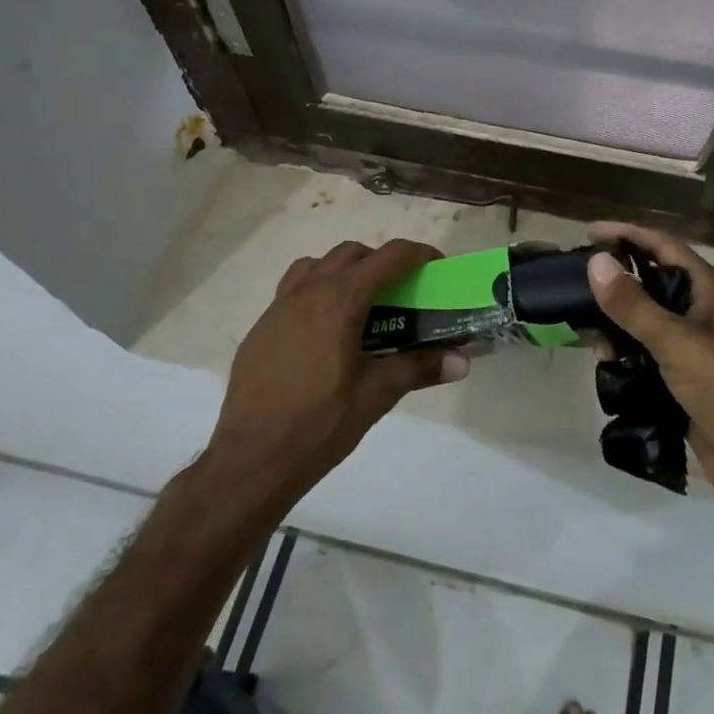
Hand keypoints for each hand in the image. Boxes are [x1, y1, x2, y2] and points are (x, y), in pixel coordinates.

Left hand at [210, 239, 468, 496]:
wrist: (250, 460)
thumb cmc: (319, 423)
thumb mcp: (376, 395)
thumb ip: (419, 368)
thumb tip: (463, 362)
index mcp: (340, 300)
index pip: (388, 257)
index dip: (418, 254)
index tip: (437, 266)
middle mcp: (307, 292)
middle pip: (351, 253)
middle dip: (381, 262)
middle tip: (401, 291)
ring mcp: (278, 308)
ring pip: (316, 266)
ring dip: (344, 271)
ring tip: (360, 304)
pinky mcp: (260, 329)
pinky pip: (292, 291)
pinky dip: (316, 293)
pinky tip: (324, 333)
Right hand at [586, 223, 713, 552]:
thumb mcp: (678, 342)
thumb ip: (634, 305)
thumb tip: (595, 262)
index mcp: (710, 292)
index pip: (664, 247)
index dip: (628, 235)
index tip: (589, 233)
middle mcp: (701, 314)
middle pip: (652, 284)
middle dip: (616, 282)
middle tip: (576, 284)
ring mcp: (693, 350)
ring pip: (645, 324)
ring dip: (617, 325)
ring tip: (588, 333)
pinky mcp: (684, 383)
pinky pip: (647, 358)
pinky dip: (626, 356)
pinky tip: (606, 363)